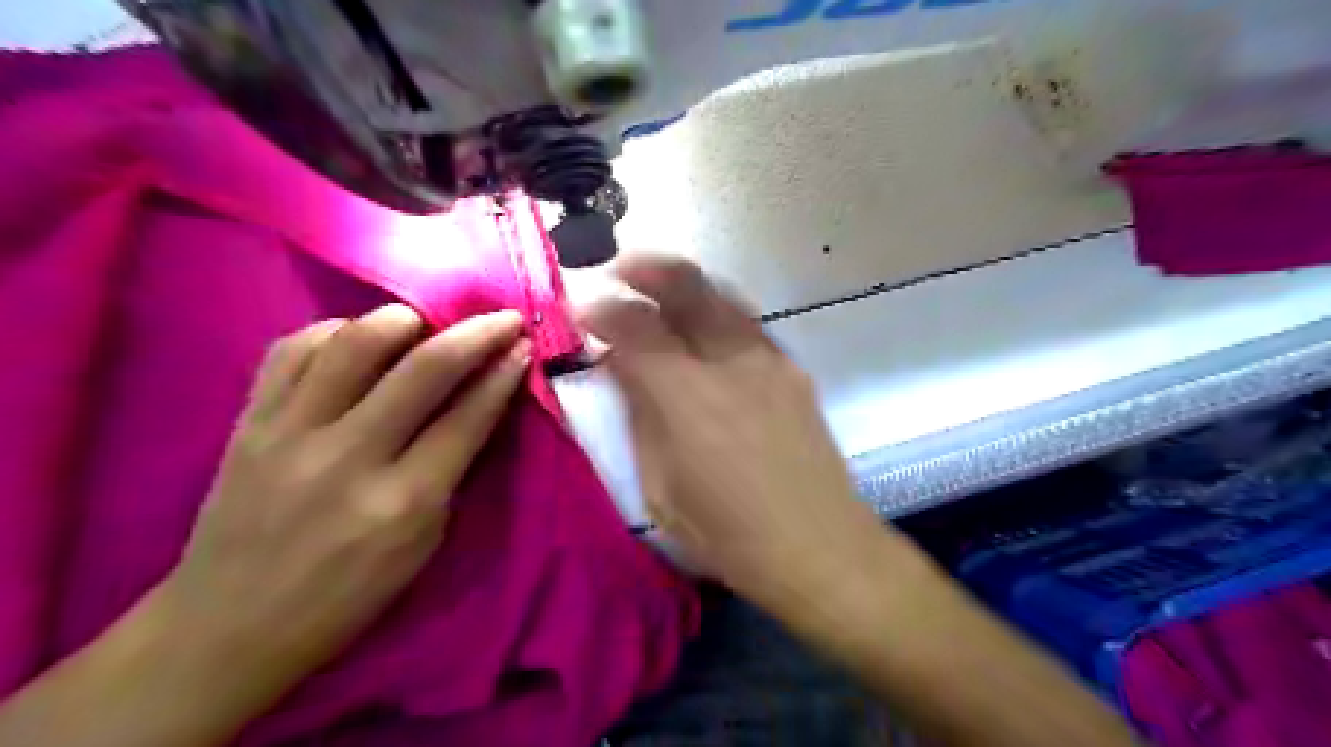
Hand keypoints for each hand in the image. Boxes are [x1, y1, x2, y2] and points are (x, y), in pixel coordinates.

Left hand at [157, 307, 526, 687]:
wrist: (228, 626)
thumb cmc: (348, 597)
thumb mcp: (424, 543)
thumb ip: (453, 468)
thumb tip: (480, 403)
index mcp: (403, 502)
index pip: (468, 416)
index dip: (504, 373)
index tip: (525, 345)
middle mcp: (349, 456)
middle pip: (425, 368)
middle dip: (476, 333)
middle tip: (501, 319)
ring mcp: (290, 432)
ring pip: (357, 341)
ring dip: (408, 320)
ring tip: (428, 326)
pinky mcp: (248, 421)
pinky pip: (295, 348)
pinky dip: (339, 332)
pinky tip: (360, 340)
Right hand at [578, 255, 885, 616]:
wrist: (818, 546)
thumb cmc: (727, 533)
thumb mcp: (659, 488)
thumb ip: (640, 418)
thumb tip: (623, 370)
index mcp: (686, 396)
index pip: (634, 327)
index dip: (602, 311)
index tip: (582, 309)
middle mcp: (730, 363)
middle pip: (687, 286)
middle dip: (646, 268)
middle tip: (620, 270)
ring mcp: (769, 361)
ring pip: (722, 296)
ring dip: (685, 285)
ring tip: (660, 291)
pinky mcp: (793, 371)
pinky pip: (748, 324)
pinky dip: (717, 312)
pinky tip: (706, 331)